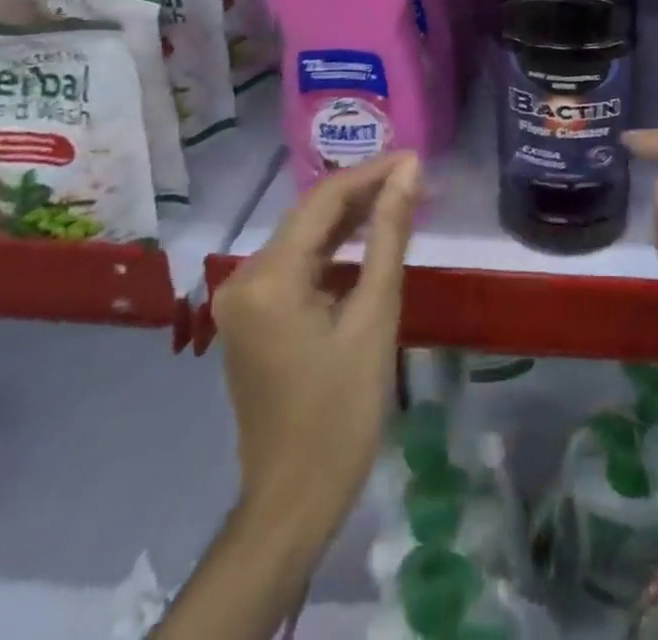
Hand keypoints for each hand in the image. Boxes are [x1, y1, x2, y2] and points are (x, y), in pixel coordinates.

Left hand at [211, 153, 420, 549]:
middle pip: (310, 214)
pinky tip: (367, 240)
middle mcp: (244, 277)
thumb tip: (408, 171)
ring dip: (349, 217)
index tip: (415, 158)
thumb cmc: (342, 410)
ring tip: (399, 197)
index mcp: (269, 277)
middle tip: (414, 176)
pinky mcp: (251, 316)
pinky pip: (296, 263)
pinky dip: (332, 248)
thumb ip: (389, 235)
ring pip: (303, 236)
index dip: (372, 172)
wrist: (294, 498)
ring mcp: (242, 298)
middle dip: (362, 190)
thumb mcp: (375, 315)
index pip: (324, 199)